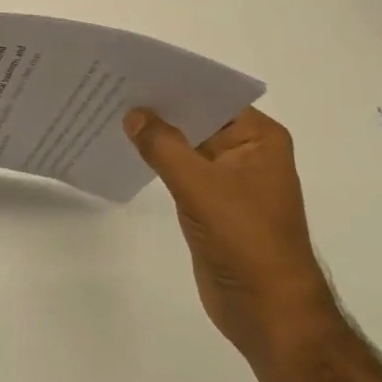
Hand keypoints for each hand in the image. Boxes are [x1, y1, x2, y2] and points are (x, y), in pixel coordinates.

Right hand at [123, 106, 335, 362]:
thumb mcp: (199, 186)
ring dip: (156, 134)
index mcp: (259, 139)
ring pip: (186, 144)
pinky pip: (181, 169)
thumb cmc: (245, 240)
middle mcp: (247, 152)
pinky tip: (128, 149)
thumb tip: (133, 113)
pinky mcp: (213, 203)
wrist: (269, 312)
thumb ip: (163, 146)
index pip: (213, 96)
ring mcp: (230, 179)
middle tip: (113, 87)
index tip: (133, 69)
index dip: (175, 82)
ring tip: (112, 112)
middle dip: (160, 107)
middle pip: (198, 118)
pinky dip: (158, 160)